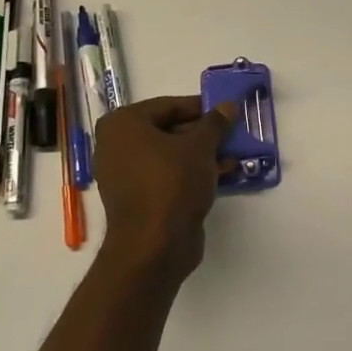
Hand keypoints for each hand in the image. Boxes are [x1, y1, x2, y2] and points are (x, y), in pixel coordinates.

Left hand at [92, 97, 233, 279]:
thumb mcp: (200, 147)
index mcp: (123, 124)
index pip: (169, 105)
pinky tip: (223, 173)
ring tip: (235, 153)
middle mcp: (117, 146)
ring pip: (171, 155)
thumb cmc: (172, 182)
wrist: (154, 244)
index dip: (201, 107)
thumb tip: (228, 106)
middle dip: (203, 133)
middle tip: (233, 132)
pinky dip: (192, 173)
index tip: (228, 111)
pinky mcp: (138, 198)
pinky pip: (168, 176)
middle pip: (169, 130)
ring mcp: (125, 174)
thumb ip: (215, 123)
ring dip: (202, 154)